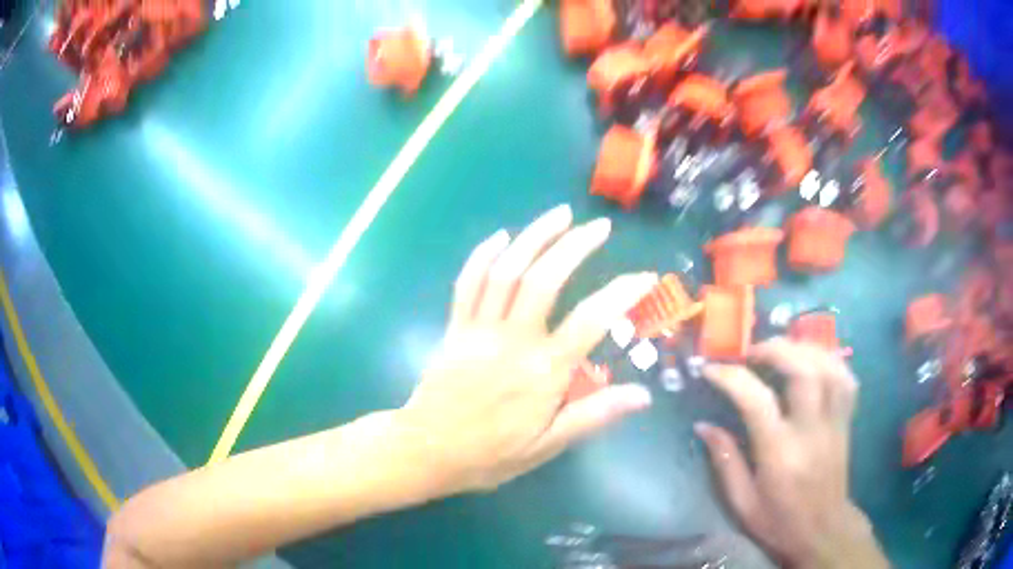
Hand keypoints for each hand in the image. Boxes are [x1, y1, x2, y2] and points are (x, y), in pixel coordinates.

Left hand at [398, 205, 656, 494]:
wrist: (428, 451)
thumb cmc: (491, 454)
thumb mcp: (548, 444)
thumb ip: (595, 415)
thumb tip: (643, 395)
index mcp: (542, 371)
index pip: (591, 320)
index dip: (622, 293)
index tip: (644, 277)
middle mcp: (513, 340)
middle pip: (545, 279)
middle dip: (575, 246)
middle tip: (599, 227)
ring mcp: (479, 329)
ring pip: (507, 271)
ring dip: (534, 237)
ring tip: (560, 215)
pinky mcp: (455, 328)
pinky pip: (467, 283)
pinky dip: (483, 255)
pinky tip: (501, 236)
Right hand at [696, 338, 888, 568]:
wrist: (823, 530)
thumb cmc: (778, 521)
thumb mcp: (742, 503)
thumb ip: (726, 462)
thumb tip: (704, 425)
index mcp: (780, 453)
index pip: (757, 401)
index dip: (731, 377)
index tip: (711, 369)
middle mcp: (811, 430)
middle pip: (803, 370)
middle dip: (775, 349)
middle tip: (751, 351)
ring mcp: (834, 422)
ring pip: (829, 367)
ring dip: (803, 348)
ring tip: (781, 350)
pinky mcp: (845, 420)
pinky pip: (846, 378)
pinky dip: (830, 360)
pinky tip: (814, 360)